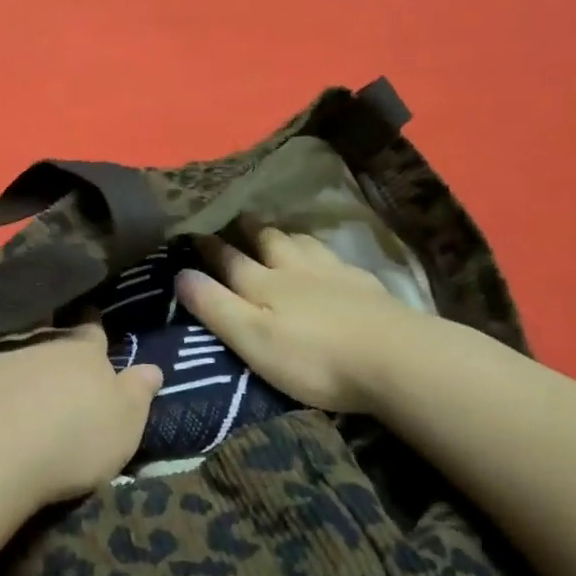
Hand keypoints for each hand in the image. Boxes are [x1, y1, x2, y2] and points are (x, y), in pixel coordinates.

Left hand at [0, 322, 161, 504]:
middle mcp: (38, 340)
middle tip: (51, 350)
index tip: (92, 319)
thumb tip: (152, 367)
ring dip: (13, 359)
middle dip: (51, 339)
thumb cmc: (70, 439)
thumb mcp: (123, 424)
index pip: (93, 331)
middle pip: (48, 333)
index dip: (94, 328)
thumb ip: (137, 393)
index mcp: (82, 351)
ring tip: (14, 378)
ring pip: (8, 347)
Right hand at [174, 227, 428, 413]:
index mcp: (264, 284)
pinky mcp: (368, 287)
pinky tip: (331, 259)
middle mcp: (297, 270)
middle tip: (240, 217)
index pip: (230, 259)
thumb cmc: (314, 358)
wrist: (397, 358)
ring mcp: (336, 274)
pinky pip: (338, 258)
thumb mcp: (252, 339)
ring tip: (280, 231)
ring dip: (287, 235)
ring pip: (305, 244)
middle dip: (250, 230)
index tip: (193, 232)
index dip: (210, 247)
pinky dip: (324, 252)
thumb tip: (179, 273)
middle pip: (270, 242)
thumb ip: (215, 307)